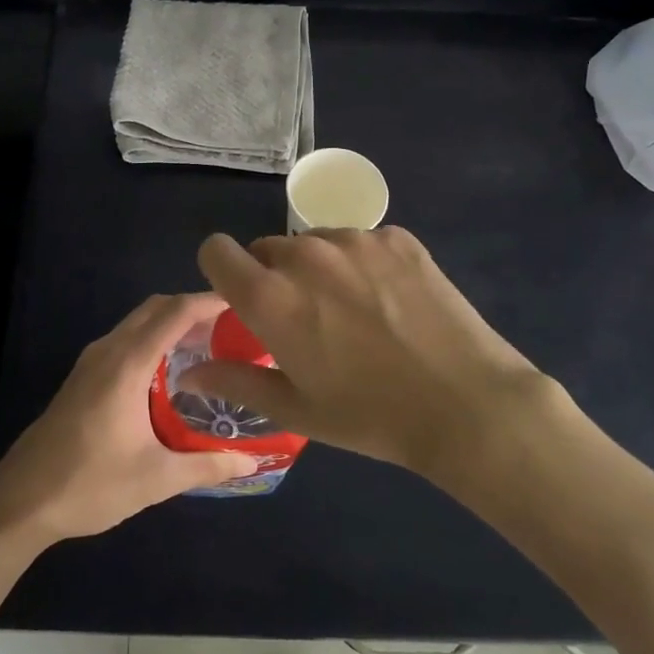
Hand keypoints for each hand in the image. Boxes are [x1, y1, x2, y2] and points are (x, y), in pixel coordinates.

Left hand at [0, 292, 259, 544]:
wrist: (20, 503)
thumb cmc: (90, 485)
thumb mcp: (156, 479)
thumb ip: (208, 465)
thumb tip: (252, 463)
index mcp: (127, 364)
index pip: (175, 313)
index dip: (208, 301)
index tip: (242, 302)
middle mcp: (107, 352)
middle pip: (155, 309)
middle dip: (193, 309)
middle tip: (232, 328)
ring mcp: (90, 363)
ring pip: (137, 324)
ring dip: (171, 324)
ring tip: (209, 346)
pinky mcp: (81, 378)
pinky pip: (125, 341)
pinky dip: (152, 340)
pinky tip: (171, 372)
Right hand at [182, 228, 552, 487]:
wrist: (466, 404)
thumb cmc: (371, 416)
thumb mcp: (296, 409)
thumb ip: (236, 382)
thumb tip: (188, 373)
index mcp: (271, 297)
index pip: (216, 251)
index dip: (221, 270)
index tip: (240, 297)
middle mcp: (306, 256)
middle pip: (267, 247)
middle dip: (273, 276)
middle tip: (305, 318)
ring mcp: (355, 241)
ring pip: (313, 242)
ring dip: (316, 267)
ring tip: (351, 309)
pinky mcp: (397, 238)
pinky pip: (358, 240)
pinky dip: (360, 262)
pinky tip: (388, 300)